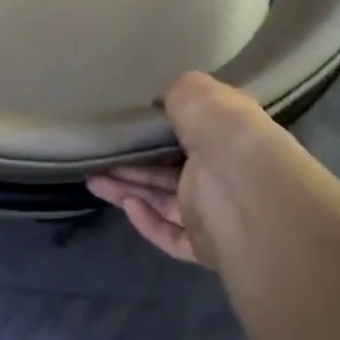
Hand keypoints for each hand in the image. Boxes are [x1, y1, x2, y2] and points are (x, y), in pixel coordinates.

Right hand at [88, 72, 276, 267]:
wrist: (246, 191)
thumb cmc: (224, 134)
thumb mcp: (197, 93)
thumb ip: (178, 93)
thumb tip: (164, 103)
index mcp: (229, 136)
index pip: (195, 133)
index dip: (162, 131)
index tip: (131, 126)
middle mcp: (224, 174)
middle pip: (172, 171)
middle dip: (135, 165)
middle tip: (100, 157)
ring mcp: (216, 213)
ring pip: (166, 203)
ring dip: (130, 191)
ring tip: (93, 180)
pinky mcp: (205, 246)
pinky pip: (171, 235)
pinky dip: (147, 222)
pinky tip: (127, 205)